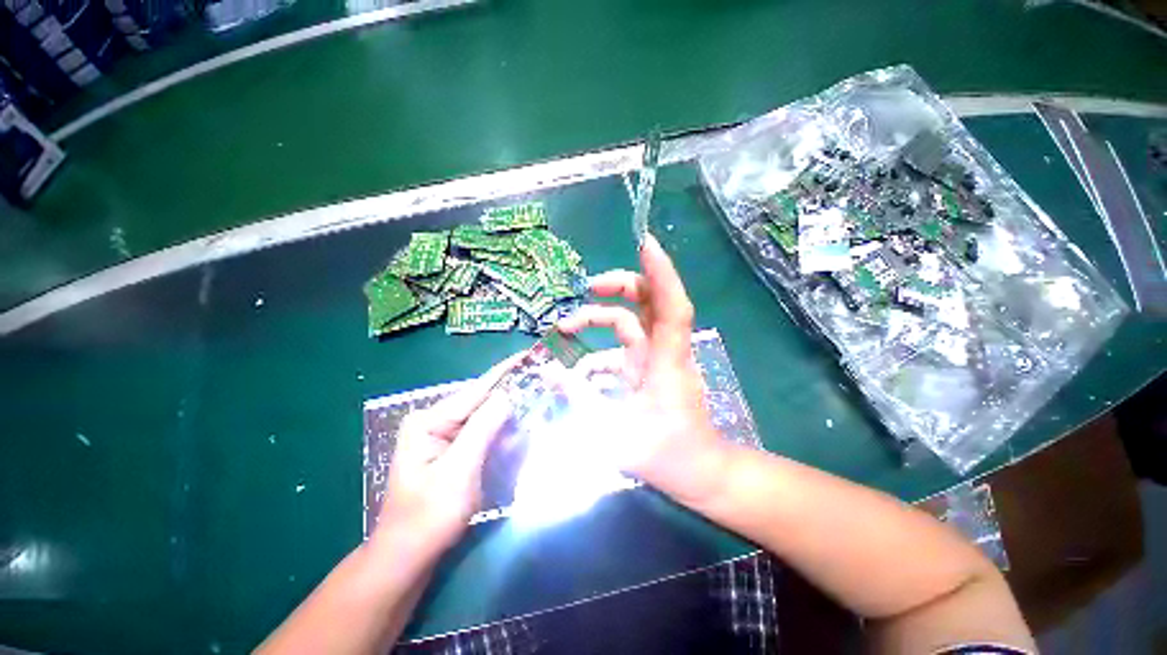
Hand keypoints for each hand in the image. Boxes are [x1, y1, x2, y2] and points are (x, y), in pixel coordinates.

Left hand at [375, 358, 516, 558]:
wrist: (408, 558)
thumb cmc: (429, 516)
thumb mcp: (458, 471)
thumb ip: (483, 429)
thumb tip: (507, 394)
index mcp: (430, 420)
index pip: (476, 389)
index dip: (505, 371)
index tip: (528, 355)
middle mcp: (436, 421)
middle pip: (481, 401)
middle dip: (511, 393)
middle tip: (541, 383)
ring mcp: (444, 437)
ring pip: (485, 418)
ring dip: (509, 414)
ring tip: (536, 400)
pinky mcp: (453, 451)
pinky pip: (482, 434)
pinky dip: (502, 432)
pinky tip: (518, 429)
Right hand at [557, 235, 729, 506]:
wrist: (700, 473)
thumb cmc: (668, 455)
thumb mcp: (616, 431)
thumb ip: (580, 401)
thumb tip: (548, 373)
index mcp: (666, 360)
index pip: (671, 305)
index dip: (661, 273)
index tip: (644, 243)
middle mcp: (663, 351)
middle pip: (649, 302)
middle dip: (620, 285)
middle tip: (588, 287)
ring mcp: (656, 359)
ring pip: (632, 322)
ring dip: (600, 318)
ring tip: (566, 327)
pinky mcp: (648, 370)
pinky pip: (623, 349)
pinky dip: (600, 350)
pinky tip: (577, 366)